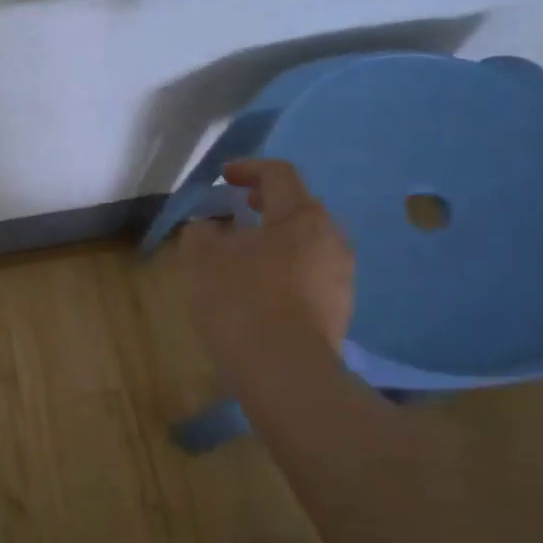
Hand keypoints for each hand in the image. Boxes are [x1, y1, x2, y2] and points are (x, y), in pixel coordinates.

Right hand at [180, 159, 354, 378]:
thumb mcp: (202, 259)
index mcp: (301, 217)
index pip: (279, 175)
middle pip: (298, 208)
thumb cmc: (241, 302)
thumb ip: (201, 232)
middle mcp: (331, 240)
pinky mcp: (338, 311)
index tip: (223, 176)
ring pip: (306, 244)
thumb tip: (209, 227)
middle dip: (265, 205)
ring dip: (276, 240)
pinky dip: (284, 270)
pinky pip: (309, 275)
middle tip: (237, 211)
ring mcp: (341, 278)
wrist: (284, 374)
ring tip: (244, 255)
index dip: (248, 168)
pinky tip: (259, 291)